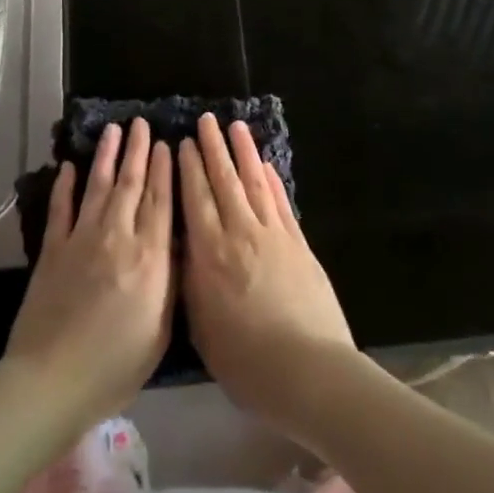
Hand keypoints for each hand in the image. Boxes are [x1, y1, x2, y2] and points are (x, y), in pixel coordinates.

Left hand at [3, 119, 173, 430]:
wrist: (53, 380)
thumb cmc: (116, 364)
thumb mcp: (161, 327)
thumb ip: (170, 280)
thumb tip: (176, 242)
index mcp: (149, 256)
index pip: (160, 201)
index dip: (164, 169)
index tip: (167, 143)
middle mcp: (118, 236)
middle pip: (130, 184)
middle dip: (138, 151)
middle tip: (141, 123)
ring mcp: (82, 239)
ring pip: (98, 186)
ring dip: (106, 156)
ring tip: (113, 130)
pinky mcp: (53, 249)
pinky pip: (61, 208)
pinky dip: (65, 186)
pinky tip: (68, 167)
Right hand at [179, 113, 355, 434]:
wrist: (309, 371)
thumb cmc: (246, 361)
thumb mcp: (202, 326)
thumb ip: (192, 281)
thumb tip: (185, 247)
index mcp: (210, 254)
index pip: (195, 199)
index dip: (189, 168)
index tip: (184, 142)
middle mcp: (240, 233)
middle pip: (224, 181)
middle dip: (213, 148)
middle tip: (206, 120)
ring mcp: (273, 234)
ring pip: (254, 182)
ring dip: (244, 152)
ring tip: (236, 127)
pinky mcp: (299, 243)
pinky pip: (281, 202)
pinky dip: (272, 180)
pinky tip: (266, 165)